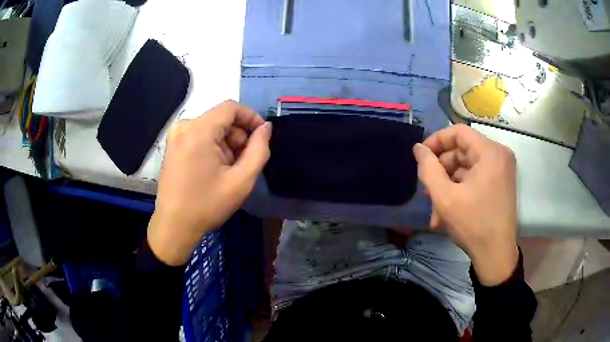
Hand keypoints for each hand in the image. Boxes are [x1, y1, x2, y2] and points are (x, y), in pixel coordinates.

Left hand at [148, 100, 271, 265]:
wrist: (175, 226)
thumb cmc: (208, 205)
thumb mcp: (241, 180)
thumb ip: (259, 149)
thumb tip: (265, 127)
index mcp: (198, 130)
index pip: (231, 107)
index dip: (251, 117)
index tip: (261, 137)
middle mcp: (184, 126)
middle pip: (221, 118)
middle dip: (238, 136)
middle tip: (245, 161)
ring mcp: (175, 136)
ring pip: (211, 128)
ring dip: (226, 144)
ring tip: (229, 170)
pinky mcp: (172, 146)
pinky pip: (199, 136)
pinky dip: (212, 147)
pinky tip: (215, 169)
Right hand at [413, 124, 517, 285]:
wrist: (496, 255)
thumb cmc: (472, 224)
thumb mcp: (444, 197)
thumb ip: (428, 168)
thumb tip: (418, 148)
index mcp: (490, 152)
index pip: (458, 132)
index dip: (436, 140)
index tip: (421, 157)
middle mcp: (499, 155)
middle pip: (463, 150)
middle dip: (442, 170)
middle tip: (427, 190)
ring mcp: (501, 170)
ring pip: (467, 167)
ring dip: (448, 184)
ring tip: (435, 209)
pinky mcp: (500, 183)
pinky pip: (475, 178)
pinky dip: (460, 190)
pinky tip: (446, 212)